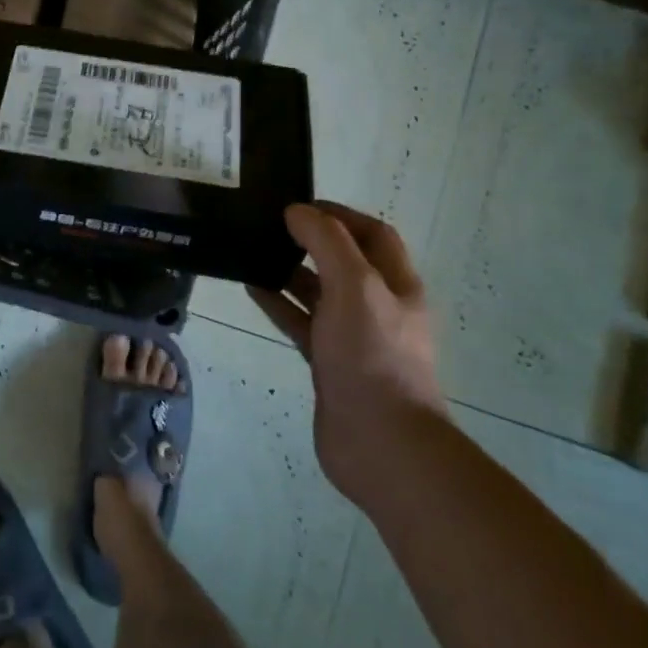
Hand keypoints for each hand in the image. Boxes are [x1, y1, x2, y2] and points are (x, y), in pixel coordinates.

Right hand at [247, 202, 446, 500]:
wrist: (379, 443)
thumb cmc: (372, 355)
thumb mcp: (354, 285)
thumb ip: (326, 242)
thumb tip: (297, 211)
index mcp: (396, 285)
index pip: (372, 233)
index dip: (339, 213)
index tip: (298, 205)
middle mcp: (377, 307)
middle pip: (343, 261)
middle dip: (310, 240)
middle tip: (268, 226)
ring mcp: (352, 337)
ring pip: (318, 293)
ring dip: (289, 271)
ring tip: (252, 251)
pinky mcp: (329, 363)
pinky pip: (301, 323)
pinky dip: (279, 304)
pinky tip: (251, 289)